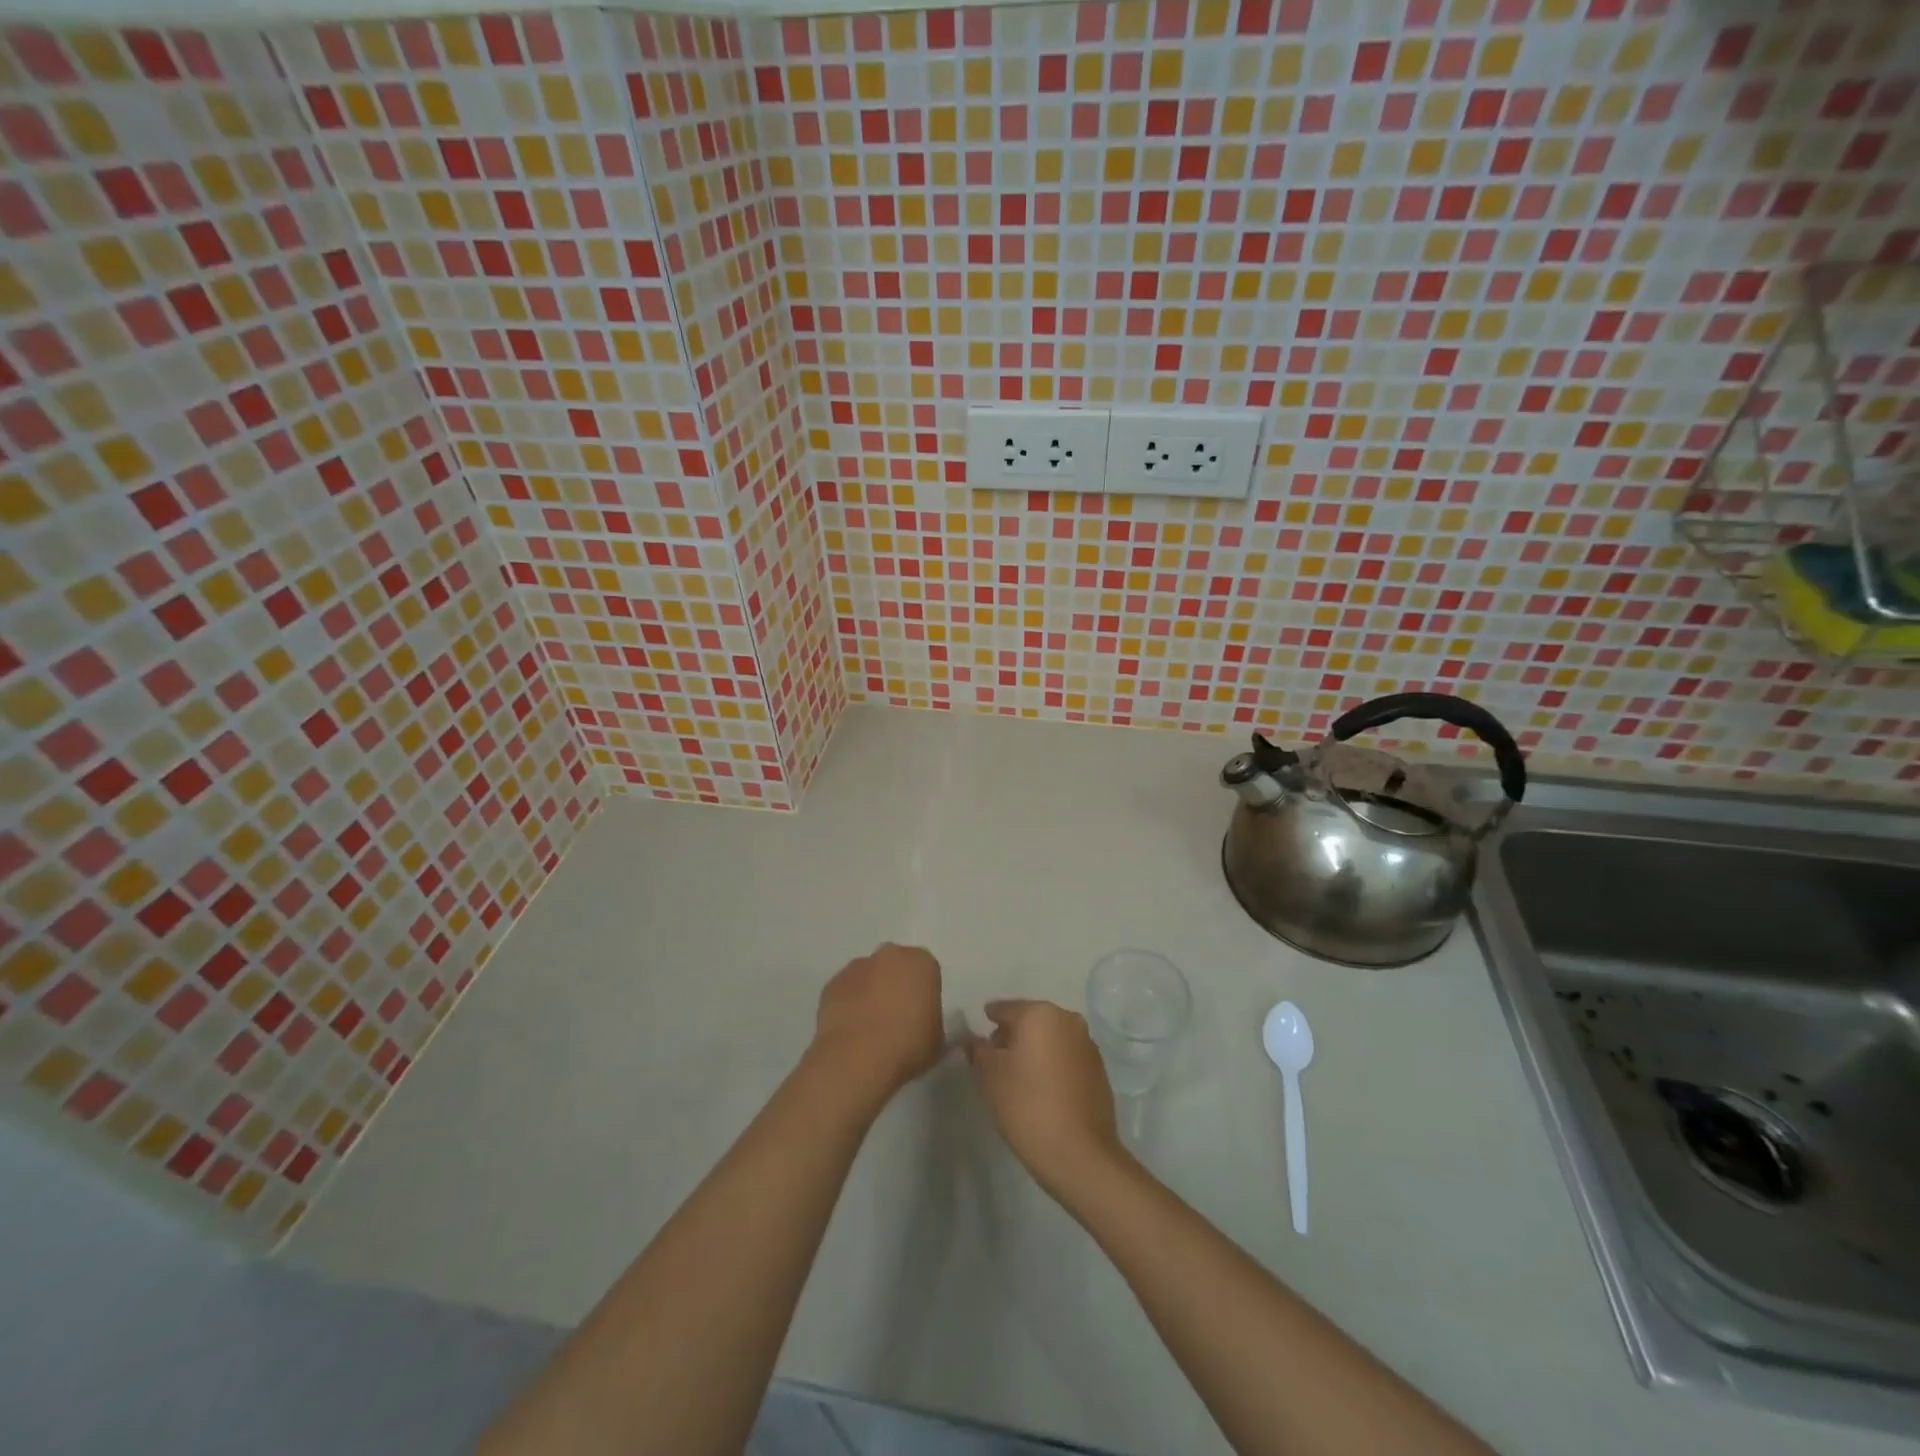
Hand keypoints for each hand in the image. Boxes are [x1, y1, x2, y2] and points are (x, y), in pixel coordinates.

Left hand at [810, 943, 945, 1106]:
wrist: (857, 1058)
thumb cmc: (908, 1046)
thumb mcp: (938, 1040)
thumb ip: (932, 1022)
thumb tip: (922, 1024)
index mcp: (921, 963)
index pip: (927, 972)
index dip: (924, 994)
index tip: (921, 1016)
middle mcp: (889, 955)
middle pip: (895, 966)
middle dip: (896, 985)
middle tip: (897, 1018)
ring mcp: (857, 967)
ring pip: (868, 976)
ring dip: (870, 992)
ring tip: (870, 1028)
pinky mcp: (832, 983)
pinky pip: (846, 991)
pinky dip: (849, 1004)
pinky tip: (851, 1030)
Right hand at [966, 999, 1126, 1195]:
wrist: (1079, 1154)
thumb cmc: (1027, 1106)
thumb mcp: (989, 1077)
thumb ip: (977, 1050)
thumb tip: (972, 1040)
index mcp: (1040, 1013)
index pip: (1005, 1009)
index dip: (988, 1021)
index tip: (979, 1035)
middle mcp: (1067, 1019)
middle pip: (1031, 1020)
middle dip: (1013, 1034)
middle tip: (995, 1057)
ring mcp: (1087, 1043)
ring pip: (1051, 1037)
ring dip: (1035, 1049)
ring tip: (1018, 1075)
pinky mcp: (1099, 1068)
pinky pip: (1067, 1056)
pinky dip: (1053, 1063)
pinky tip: (1042, 1087)